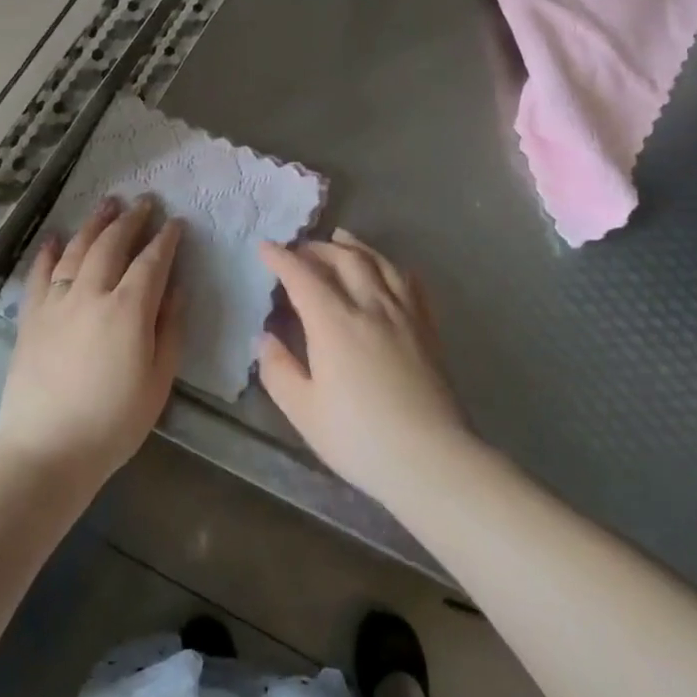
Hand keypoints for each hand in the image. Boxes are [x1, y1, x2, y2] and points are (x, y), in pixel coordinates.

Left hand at [0, 196, 184, 483]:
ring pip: (77, 250)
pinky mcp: (30, 318)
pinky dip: (49, 252)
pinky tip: (56, 237)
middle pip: (112, 244)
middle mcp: (91, 294)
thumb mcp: (158, 380)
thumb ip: (169, 329)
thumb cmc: (113, 422)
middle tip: (144, 202)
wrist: (45, 451)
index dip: (166, 239)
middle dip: (131, 219)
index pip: (151, 262)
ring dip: (95, 224)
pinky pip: (40, 274)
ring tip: (108, 204)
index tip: (176, 223)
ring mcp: (56, 303)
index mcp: (128, 310)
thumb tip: (175, 289)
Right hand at [257, 229, 474, 503]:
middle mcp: (369, 305)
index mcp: (334, 323)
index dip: (281, 258)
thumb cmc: (359, 438)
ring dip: (355, 246)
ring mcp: (403, 313)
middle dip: (317, 248)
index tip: (266, 247)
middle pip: (342, 259)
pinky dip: (392, 266)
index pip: (303, 276)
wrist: (430, 457)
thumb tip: (265, 338)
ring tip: (342, 238)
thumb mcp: (304, 411)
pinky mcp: (427, 327)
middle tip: (300, 249)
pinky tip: (388, 269)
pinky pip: (409, 282)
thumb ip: (279, 370)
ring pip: (378, 262)